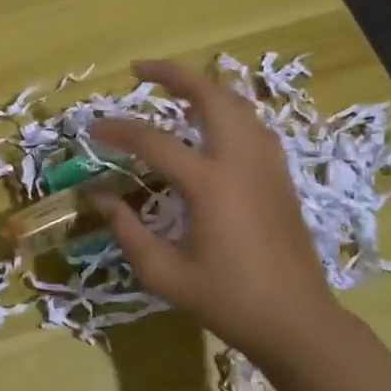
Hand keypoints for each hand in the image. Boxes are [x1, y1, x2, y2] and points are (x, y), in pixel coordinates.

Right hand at [91, 60, 349, 361]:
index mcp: (210, 185)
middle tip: (140, 70)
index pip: (154, 141)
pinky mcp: (280, 175)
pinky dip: (227, 109)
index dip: (118, 130)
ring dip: (204, 88)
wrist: (298, 321)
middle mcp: (241, 161)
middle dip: (174, 74)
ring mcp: (267, 165)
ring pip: (238, 104)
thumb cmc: (228, 300)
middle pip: (210, 96)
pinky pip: (253, 124)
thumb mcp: (165, 273)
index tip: (92, 129)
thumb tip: (98, 198)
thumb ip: (127, 231)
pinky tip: (212, 123)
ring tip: (173, 89)